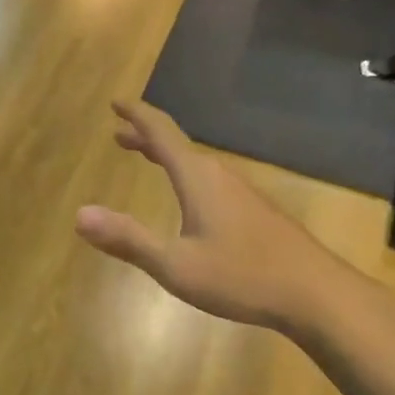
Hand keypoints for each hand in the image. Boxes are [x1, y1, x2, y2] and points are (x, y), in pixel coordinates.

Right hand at [75, 100, 353, 334]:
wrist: (315, 293)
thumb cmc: (242, 277)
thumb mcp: (176, 265)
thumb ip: (128, 240)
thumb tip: (79, 215)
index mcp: (197, 178)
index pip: (161, 133)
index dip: (137, 115)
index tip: (116, 101)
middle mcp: (219, 175)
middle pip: (177, 144)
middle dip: (146, 137)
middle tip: (119, 133)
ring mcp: (241, 192)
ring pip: (196, 162)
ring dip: (167, 156)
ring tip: (148, 158)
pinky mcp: (256, 211)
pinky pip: (210, 179)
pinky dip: (186, 174)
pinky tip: (191, 199)